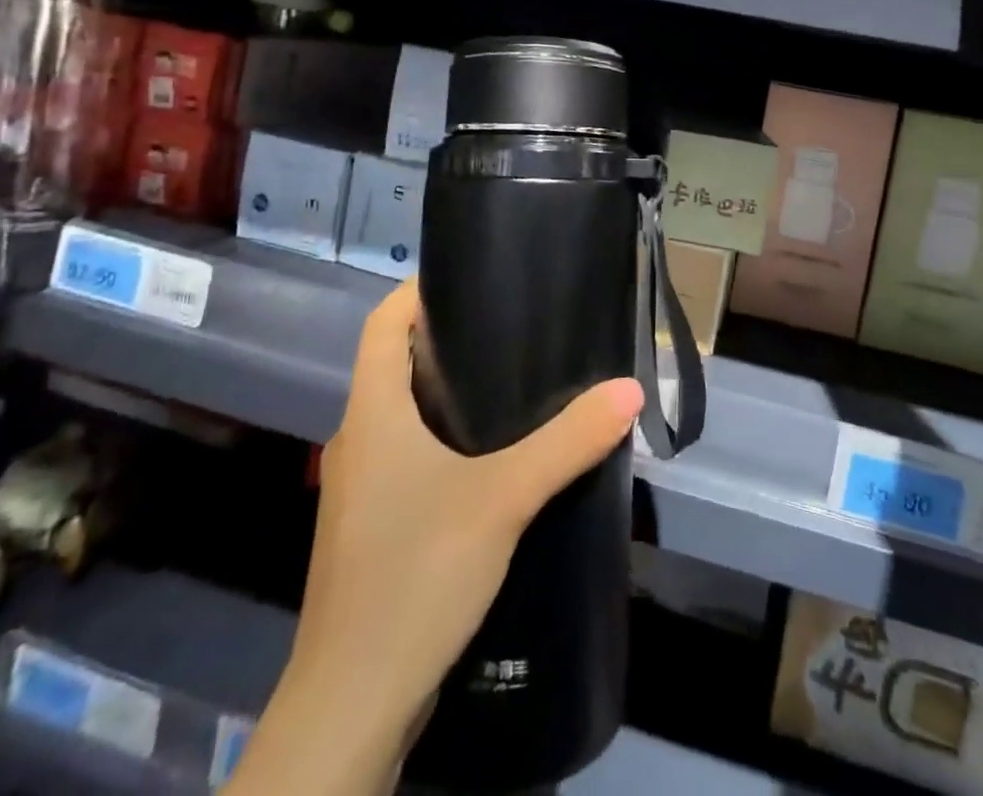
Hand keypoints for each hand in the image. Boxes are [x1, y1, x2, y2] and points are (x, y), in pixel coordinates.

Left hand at [230, 282, 643, 795]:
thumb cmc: (414, 575)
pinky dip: (450, 441)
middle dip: (450, 338)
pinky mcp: (377, 529)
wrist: (353, 707)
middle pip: (396, 364)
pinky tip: (499, 458)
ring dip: (453, 393)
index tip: (474, 275)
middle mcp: (359, 440)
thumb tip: (629, 388)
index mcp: (370, 413)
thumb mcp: (502, 498)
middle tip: (517, 324)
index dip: (418, 291)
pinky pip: (414, 459)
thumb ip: (568, 442)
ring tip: (518, 382)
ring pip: (407, 415)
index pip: (380, 324)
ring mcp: (365, 488)